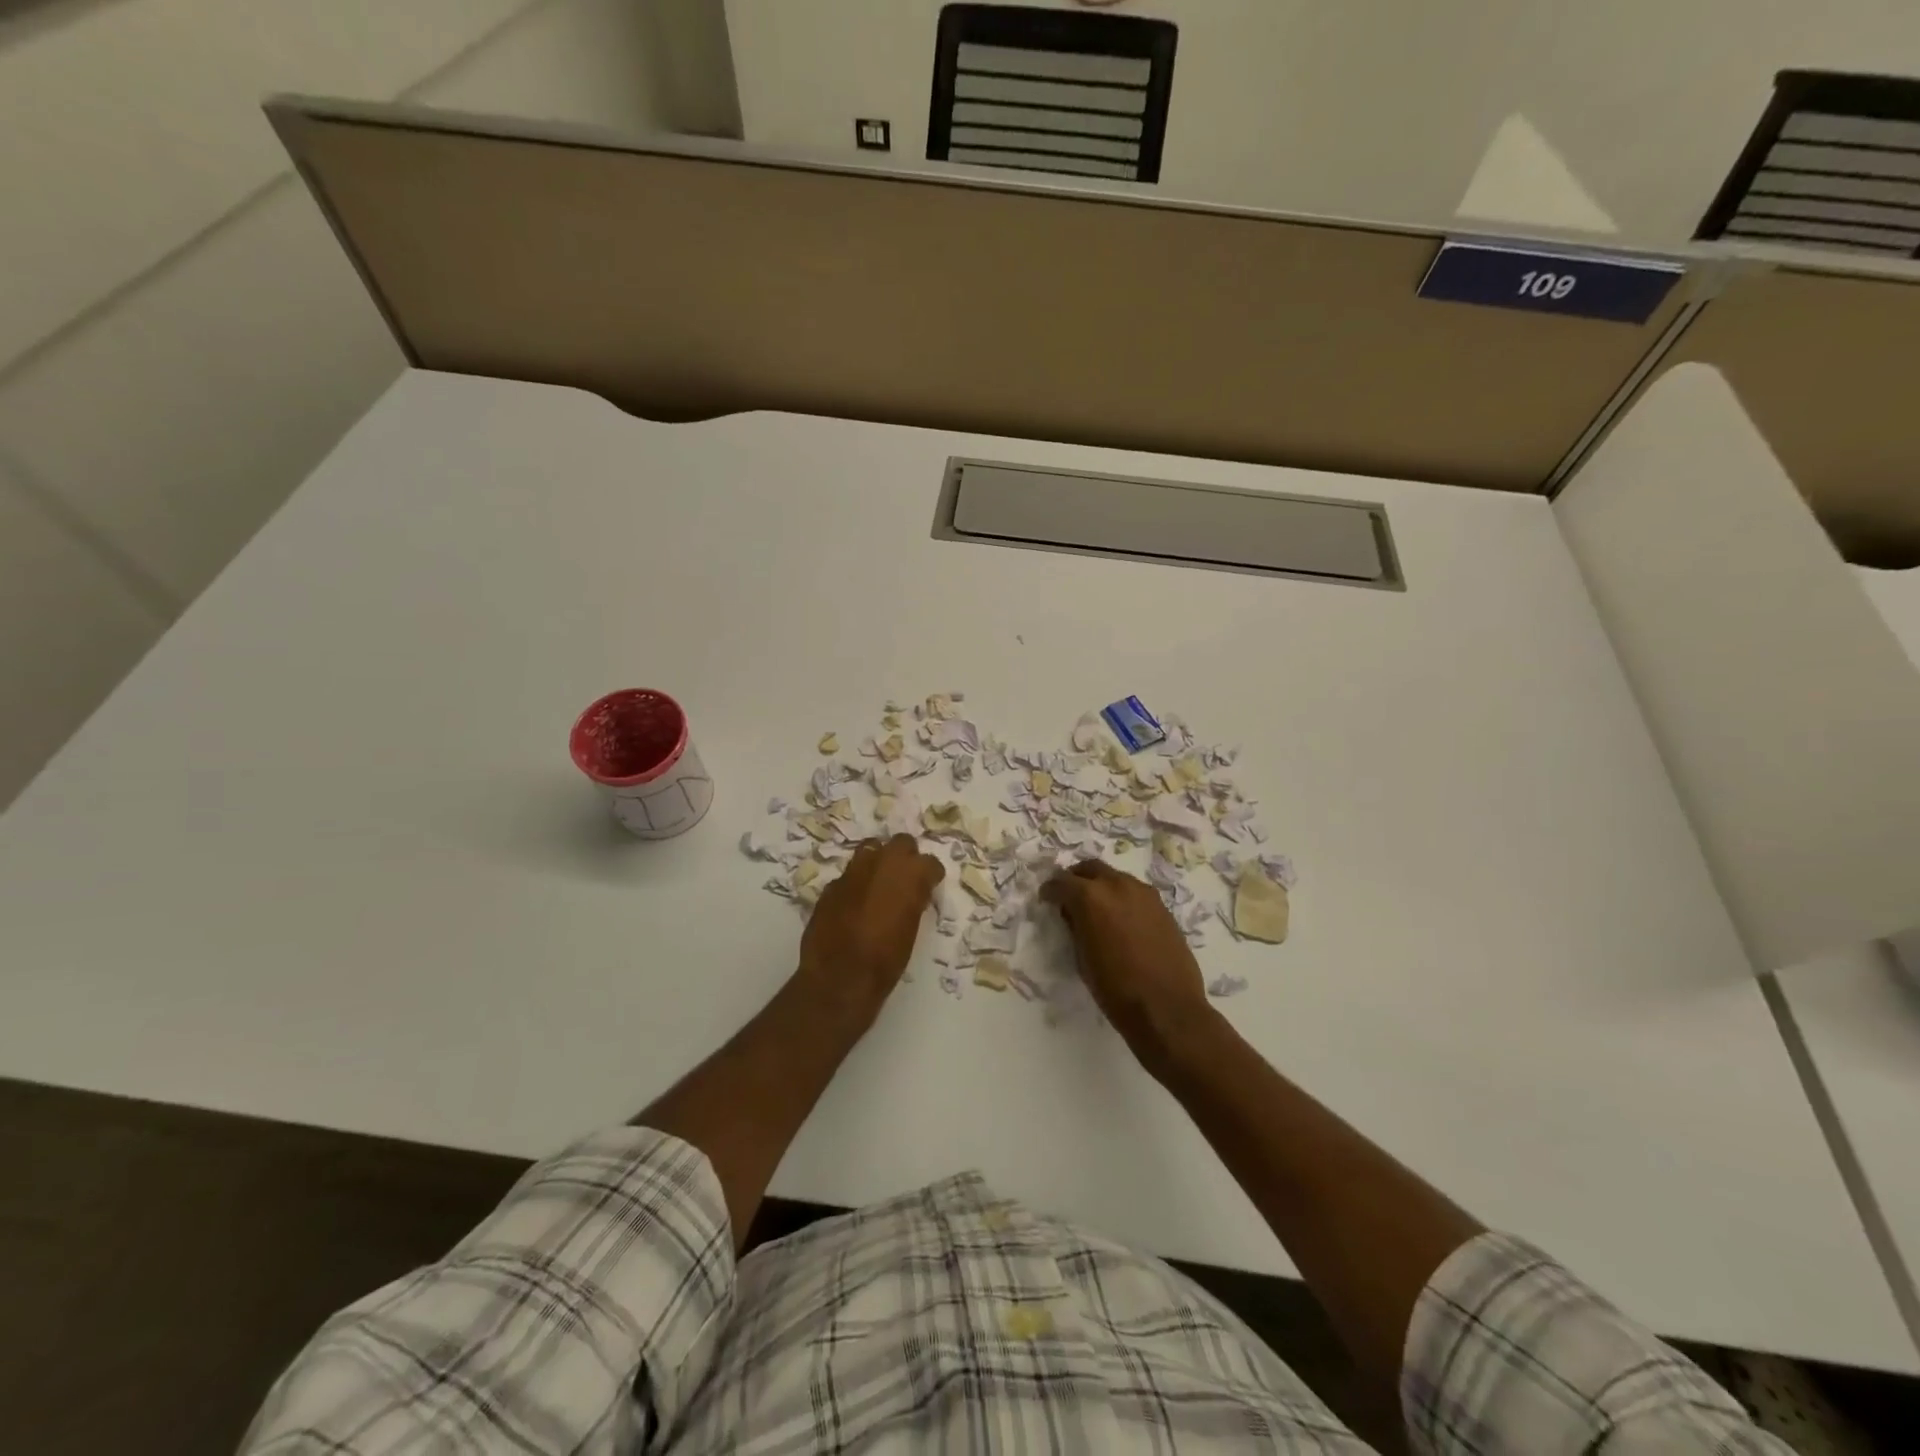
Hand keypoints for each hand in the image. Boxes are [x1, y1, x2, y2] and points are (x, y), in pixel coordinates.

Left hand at [797, 835, 944, 1024]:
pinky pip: (849, 875)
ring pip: (871, 849)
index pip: (930, 863)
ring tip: (879, 883)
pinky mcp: (831, 885)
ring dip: (878, 861)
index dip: (930, 875)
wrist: (839, 977)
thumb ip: (912, 902)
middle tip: (905, 879)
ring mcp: (853, 870)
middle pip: (901, 843)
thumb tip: (912, 894)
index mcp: (910, 875)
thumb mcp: (911, 930)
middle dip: (905, 857)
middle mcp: (882, 863)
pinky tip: (854, 903)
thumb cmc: (886, 960)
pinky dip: (855, 883)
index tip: (929, 886)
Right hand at [1042, 860, 1213, 1067]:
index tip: (1046, 900)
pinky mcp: (1162, 907)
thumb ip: (1075, 928)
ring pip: (1115, 877)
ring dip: (1102, 886)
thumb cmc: (1116, 989)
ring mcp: (1144, 893)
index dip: (1050, 890)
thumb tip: (1072, 914)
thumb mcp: (1082, 959)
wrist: (1167, 1008)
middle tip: (1069, 897)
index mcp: (1091, 897)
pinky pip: (1135, 892)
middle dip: (1076, 879)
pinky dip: (1122, 898)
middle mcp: (1117, 885)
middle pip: (1090, 868)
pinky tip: (1121, 921)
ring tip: (1097, 909)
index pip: (1062, 882)